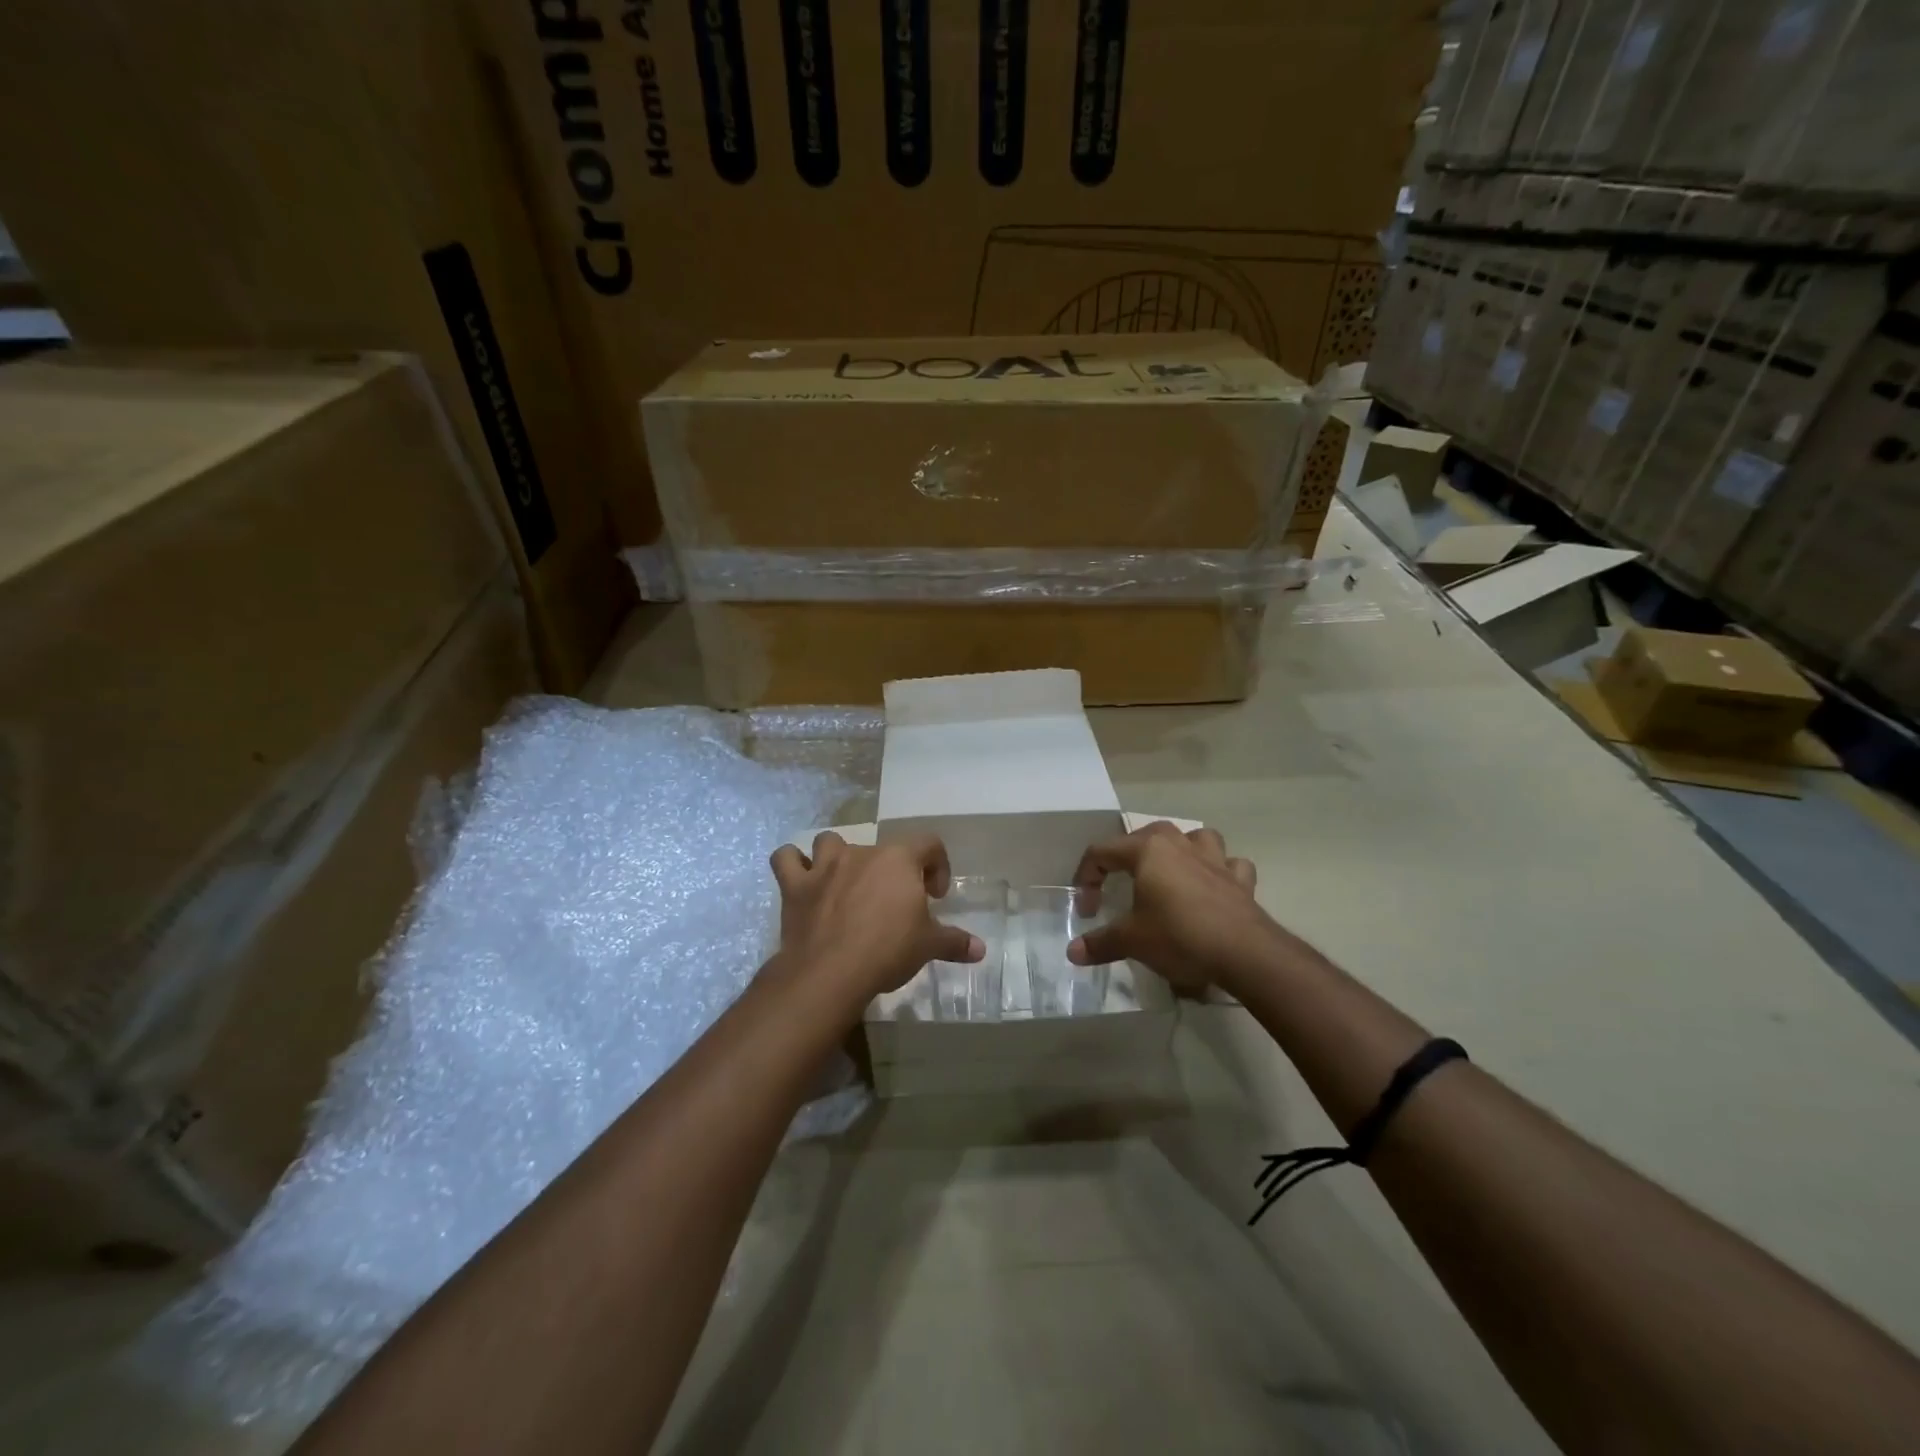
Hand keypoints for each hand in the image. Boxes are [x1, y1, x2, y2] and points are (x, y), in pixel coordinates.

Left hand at [768, 832, 982, 1007]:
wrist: (831, 971)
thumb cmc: (888, 950)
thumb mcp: (928, 946)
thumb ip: (955, 942)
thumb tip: (981, 949)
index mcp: (899, 860)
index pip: (929, 844)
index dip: (937, 866)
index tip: (935, 896)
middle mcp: (862, 852)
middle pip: (881, 848)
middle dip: (890, 872)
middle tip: (893, 905)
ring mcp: (824, 866)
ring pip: (830, 842)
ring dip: (836, 856)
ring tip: (844, 882)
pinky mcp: (795, 885)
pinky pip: (786, 858)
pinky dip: (792, 864)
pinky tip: (800, 878)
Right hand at [1067, 823, 1276, 994]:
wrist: (1243, 953)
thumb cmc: (1179, 936)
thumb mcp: (1131, 941)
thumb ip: (1100, 943)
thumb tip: (1072, 952)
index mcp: (1148, 850)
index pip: (1102, 852)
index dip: (1087, 878)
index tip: (1087, 909)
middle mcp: (1180, 844)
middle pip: (1147, 835)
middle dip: (1128, 856)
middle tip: (1120, 883)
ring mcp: (1215, 859)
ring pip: (1196, 838)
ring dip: (1183, 850)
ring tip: (1173, 872)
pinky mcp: (1241, 880)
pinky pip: (1230, 865)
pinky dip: (1222, 872)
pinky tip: (1215, 887)